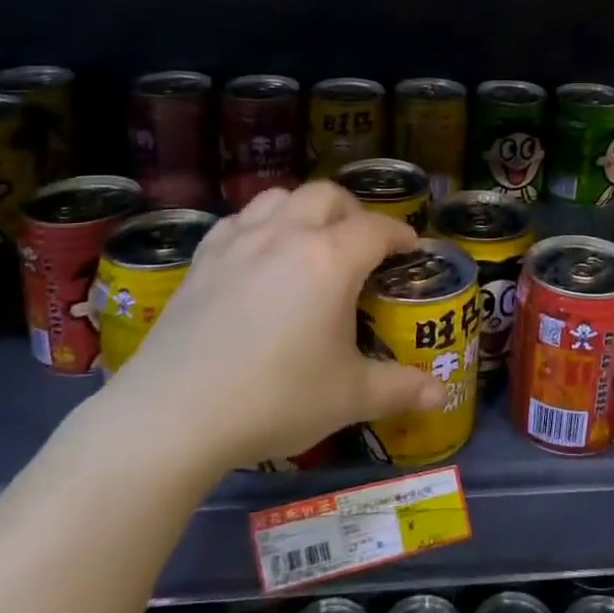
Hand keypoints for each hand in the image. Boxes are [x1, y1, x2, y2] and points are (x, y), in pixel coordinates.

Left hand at [107, 183, 445, 471]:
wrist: (173, 416)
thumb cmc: (274, 399)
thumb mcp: (348, 397)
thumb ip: (399, 389)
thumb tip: (440, 396)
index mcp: (331, 259)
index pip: (378, 229)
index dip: (401, 235)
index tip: (410, 251)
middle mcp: (287, 235)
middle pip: (329, 196)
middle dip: (354, 213)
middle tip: (363, 246)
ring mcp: (239, 242)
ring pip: (280, 197)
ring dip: (305, 209)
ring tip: (312, 240)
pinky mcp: (202, 259)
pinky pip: (239, 220)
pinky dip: (260, 224)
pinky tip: (259, 254)